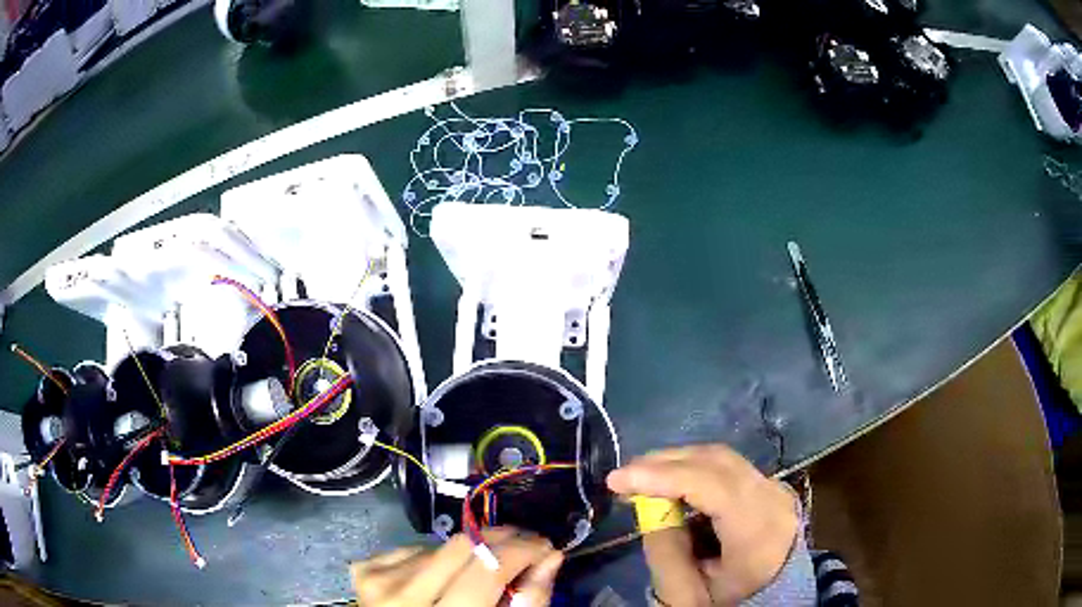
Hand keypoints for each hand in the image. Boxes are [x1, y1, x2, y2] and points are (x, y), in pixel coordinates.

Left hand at [350, 528, 563, 605]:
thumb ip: (527, 601)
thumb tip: (549, 556)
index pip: (487, 568)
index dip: (523, 549)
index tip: (544, 546)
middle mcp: (403, 597)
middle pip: (462, 546)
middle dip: (500, 539)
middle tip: (522, 545)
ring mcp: (378, 581)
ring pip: (439, 546)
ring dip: (465, 555)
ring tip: (472, 577)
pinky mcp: (364, 570)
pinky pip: (412, 550)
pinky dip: (431, 560)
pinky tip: (434, 580)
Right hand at [607, 444, 798, 605]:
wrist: (773, 599)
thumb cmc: (730, 602)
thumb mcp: (689, 595)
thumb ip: (665, 554)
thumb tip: (651, 507)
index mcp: (759, 529)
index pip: (712, 484)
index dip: (662, 476)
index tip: (616, 480)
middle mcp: (772, 498)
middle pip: (717, 462)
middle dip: (664, 463)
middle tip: (623, 477)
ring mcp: (774, 489)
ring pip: (722, 459)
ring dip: (678, 463)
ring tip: (640, 478)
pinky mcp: (768, 488)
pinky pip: (728, 468)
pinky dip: (694, 470)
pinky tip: (670, 483)